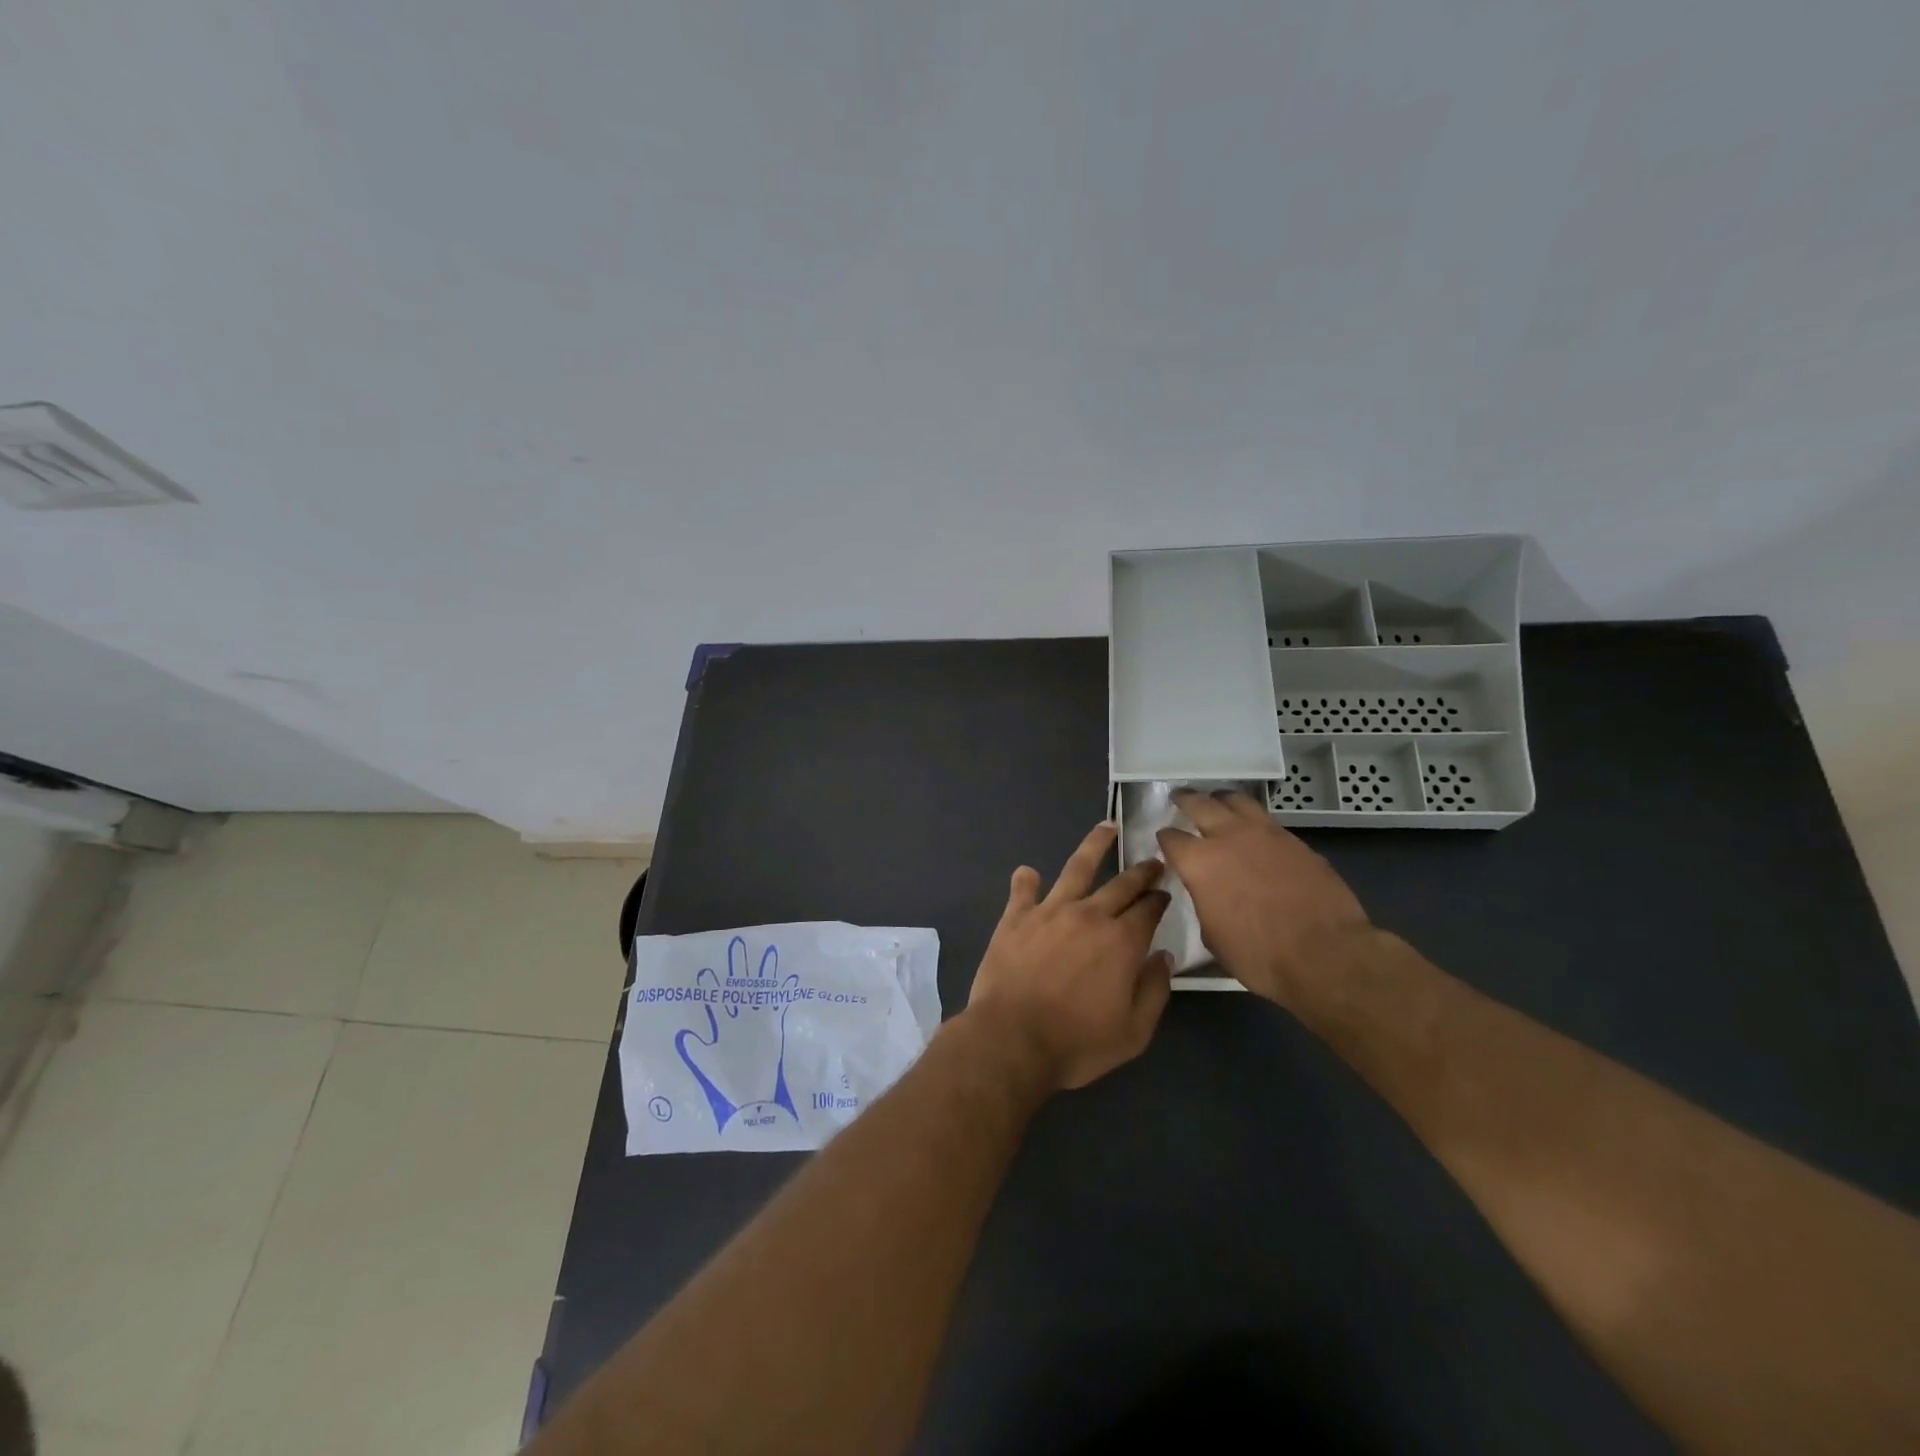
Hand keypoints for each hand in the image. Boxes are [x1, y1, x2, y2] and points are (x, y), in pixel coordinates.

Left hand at [965, 823, 1173, 1091]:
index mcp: (1122, 942)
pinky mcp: (1016, 917)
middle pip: (1121, 884)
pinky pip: (1022, 890)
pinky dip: (1026, 879)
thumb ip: (1154, 991)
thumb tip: (1163, 956)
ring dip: (1094, 846)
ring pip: (1076, 868)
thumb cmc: (1077, 1042)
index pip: (1149, 910)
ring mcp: (1050, 911)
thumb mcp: (1133, 1032)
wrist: (1012, 1039)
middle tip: (1152, 860)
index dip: (1160, 899)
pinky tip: (1028, 872)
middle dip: (1141, 871)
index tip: (1166, 892)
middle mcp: (1090, 915)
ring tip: (1105, 828)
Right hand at [1155, 789, 1371, 1008]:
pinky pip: (1266, 820)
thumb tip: (1207, 892)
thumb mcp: (1213, 935)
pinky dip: (1252, 818)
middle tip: (1180, 797)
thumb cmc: (1260, 955)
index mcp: (1199, 863)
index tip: (1164, 841)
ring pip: (1237, 801)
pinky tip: (1253, 830)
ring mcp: (1266, 834)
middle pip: (1200, 804)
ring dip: (1221, 799)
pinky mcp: (1296, 841)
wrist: (1326, 954)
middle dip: (1186, 799)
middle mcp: (1228, 837)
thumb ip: (1204, 902)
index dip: (1164, 838)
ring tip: (1217, 801)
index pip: (1171, 838)